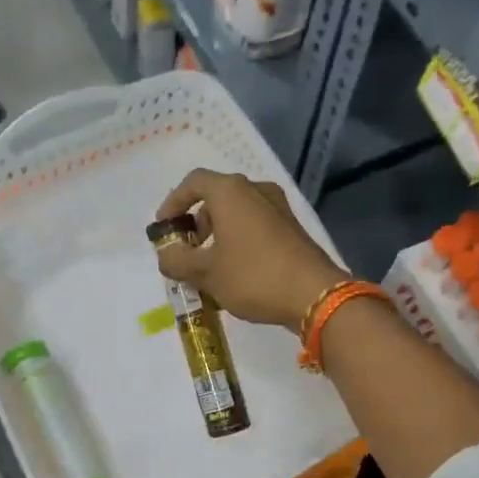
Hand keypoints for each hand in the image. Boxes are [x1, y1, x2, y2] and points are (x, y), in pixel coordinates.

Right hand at [153, 169, 347, 329]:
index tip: (164, 228)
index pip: (193, 183)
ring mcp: (278, 208)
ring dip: (218, 235)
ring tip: (208, 268)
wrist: (314, 295)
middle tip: (187, 251)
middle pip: (216, 198)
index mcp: (231, 192)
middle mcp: (256, 191)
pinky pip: (255, 227)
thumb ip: (177, 261)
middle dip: (197, 224)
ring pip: (237, 214)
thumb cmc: (253, 276)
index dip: (173, 203)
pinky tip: (235, 273)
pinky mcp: (292, 228)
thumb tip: (166, 256)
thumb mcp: (206, 273)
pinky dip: (238, 241)